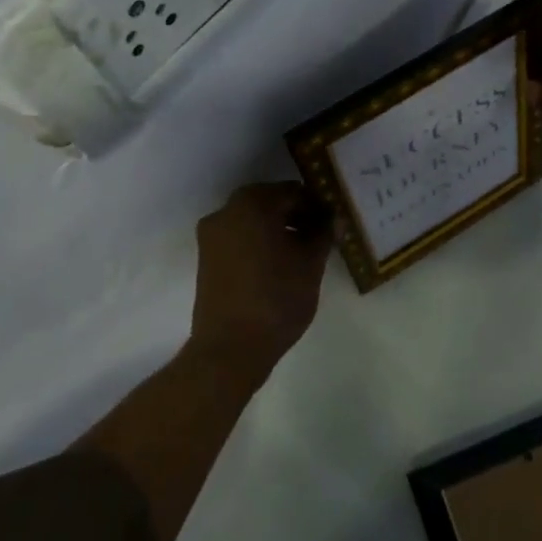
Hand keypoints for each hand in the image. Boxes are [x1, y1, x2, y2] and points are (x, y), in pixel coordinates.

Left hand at [187, 182, 334, 383]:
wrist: (230, 349)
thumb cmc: (277, 298)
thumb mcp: (311, 263)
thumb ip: (324, 233)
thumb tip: (334, 218)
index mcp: (252, 204)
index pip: (293, 191)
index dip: (317, 205)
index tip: (333, 222)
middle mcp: (226, 212)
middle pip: (270, 202)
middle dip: (297, 215)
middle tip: (322, 235)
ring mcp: (211, 236)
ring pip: (253, 221)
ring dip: (278, 228)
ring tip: (304, 252)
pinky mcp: (206, 259)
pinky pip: (239, 239)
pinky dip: (260, 242)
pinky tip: (280, 264)